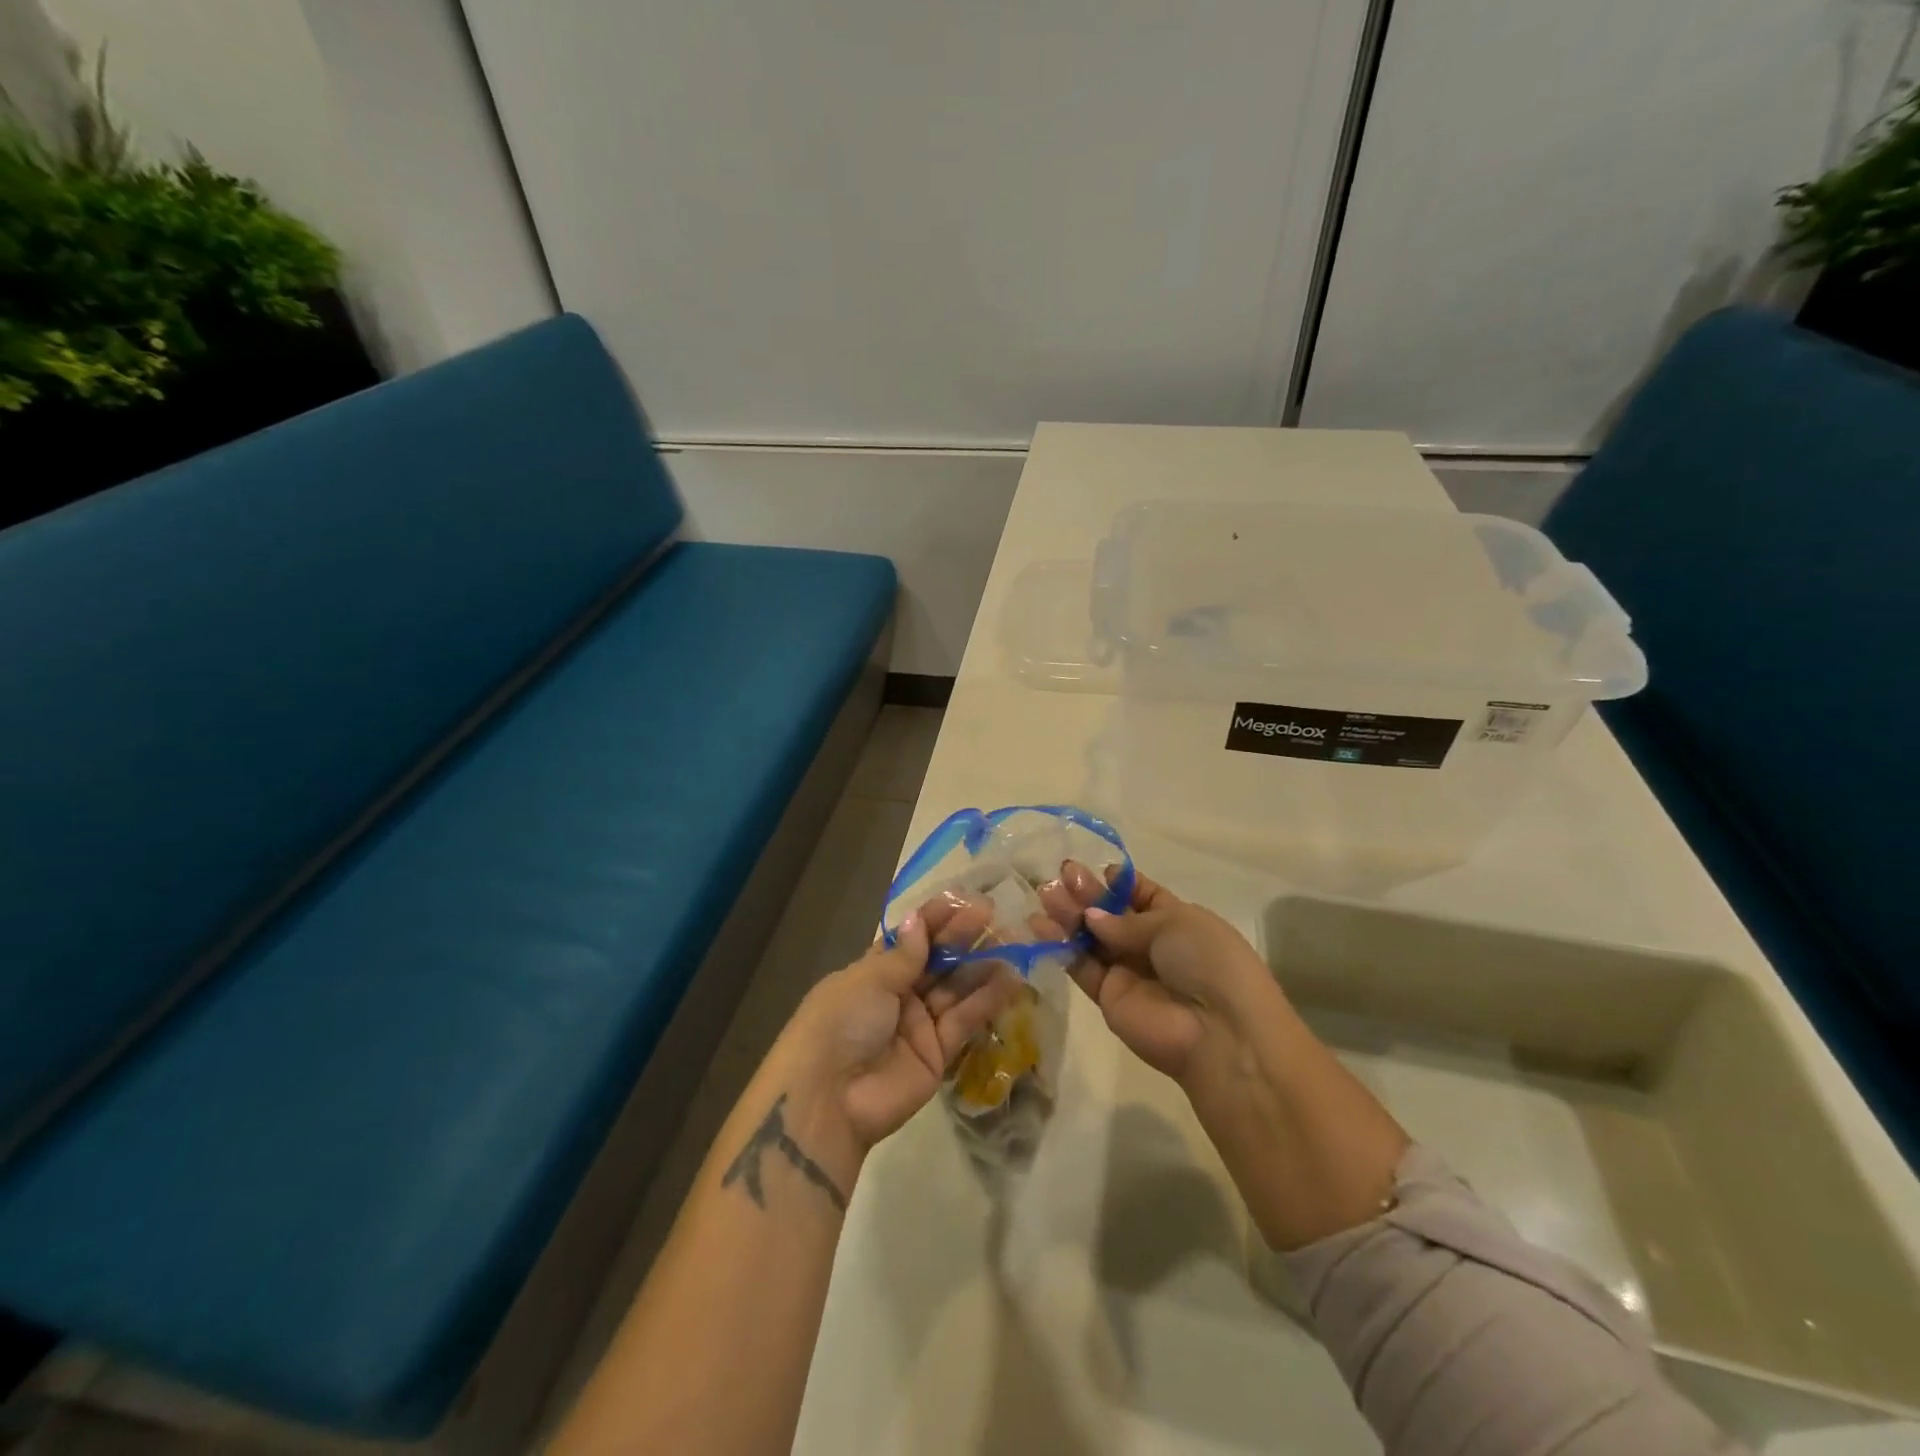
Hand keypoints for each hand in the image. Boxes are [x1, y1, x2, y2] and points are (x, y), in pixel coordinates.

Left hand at [771, 897, 1018, 1177]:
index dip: (934, 920)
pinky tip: (1011, 978)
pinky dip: (987, 1000)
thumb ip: (904, 955)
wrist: (829, 1099)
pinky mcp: (938, 1054)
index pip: (909, 940)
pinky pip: (965, 1020)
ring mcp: (919, 1025)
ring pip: (955, 989)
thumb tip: (918, 920)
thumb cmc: (840, 1022)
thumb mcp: (868, 981)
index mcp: (872, 973)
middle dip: (961, 937)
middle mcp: (898, 996)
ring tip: (1012, 941)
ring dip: (981, 966)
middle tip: (992, 915)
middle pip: (935, 961)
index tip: (961, 900)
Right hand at [1035, 861, 1279, 1084]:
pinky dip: (1060, 946)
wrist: (1218, 1031)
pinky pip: (1081, 966)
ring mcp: (1128, 971)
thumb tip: (1092, 917)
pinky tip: (1039, 926)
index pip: (1142, 896)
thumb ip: (1126, 920)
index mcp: (1177, 921)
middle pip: (1111, 915)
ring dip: (1069, 915)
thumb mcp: (1175, 923)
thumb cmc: (1207, 962)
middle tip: (1061, 874)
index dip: (1120, 883)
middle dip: (1087, 893)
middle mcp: (1150, 945)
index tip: (1098, 870)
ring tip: (1045, 894)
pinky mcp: (1107, 996)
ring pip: (1092, 938)